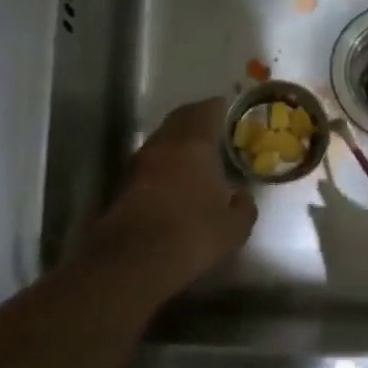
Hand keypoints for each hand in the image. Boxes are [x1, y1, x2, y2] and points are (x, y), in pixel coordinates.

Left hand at [89, 97, 257, 290]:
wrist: (135, 259)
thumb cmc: (193, 233)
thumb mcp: (234, 226)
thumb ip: (244, 206)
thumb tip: (243, 197)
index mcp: (195, 143)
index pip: (207, 110)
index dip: (220, 108)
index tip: (231, 112)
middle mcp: (164, 144)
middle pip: (180, 118)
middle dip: (197, 119)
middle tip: (214, 128)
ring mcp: (139, 162)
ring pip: (162, 139)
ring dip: (177, 141)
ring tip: (196, 154)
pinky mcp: (124, 184)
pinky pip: (150, 162)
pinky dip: (164, 162)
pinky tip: (175, 179)